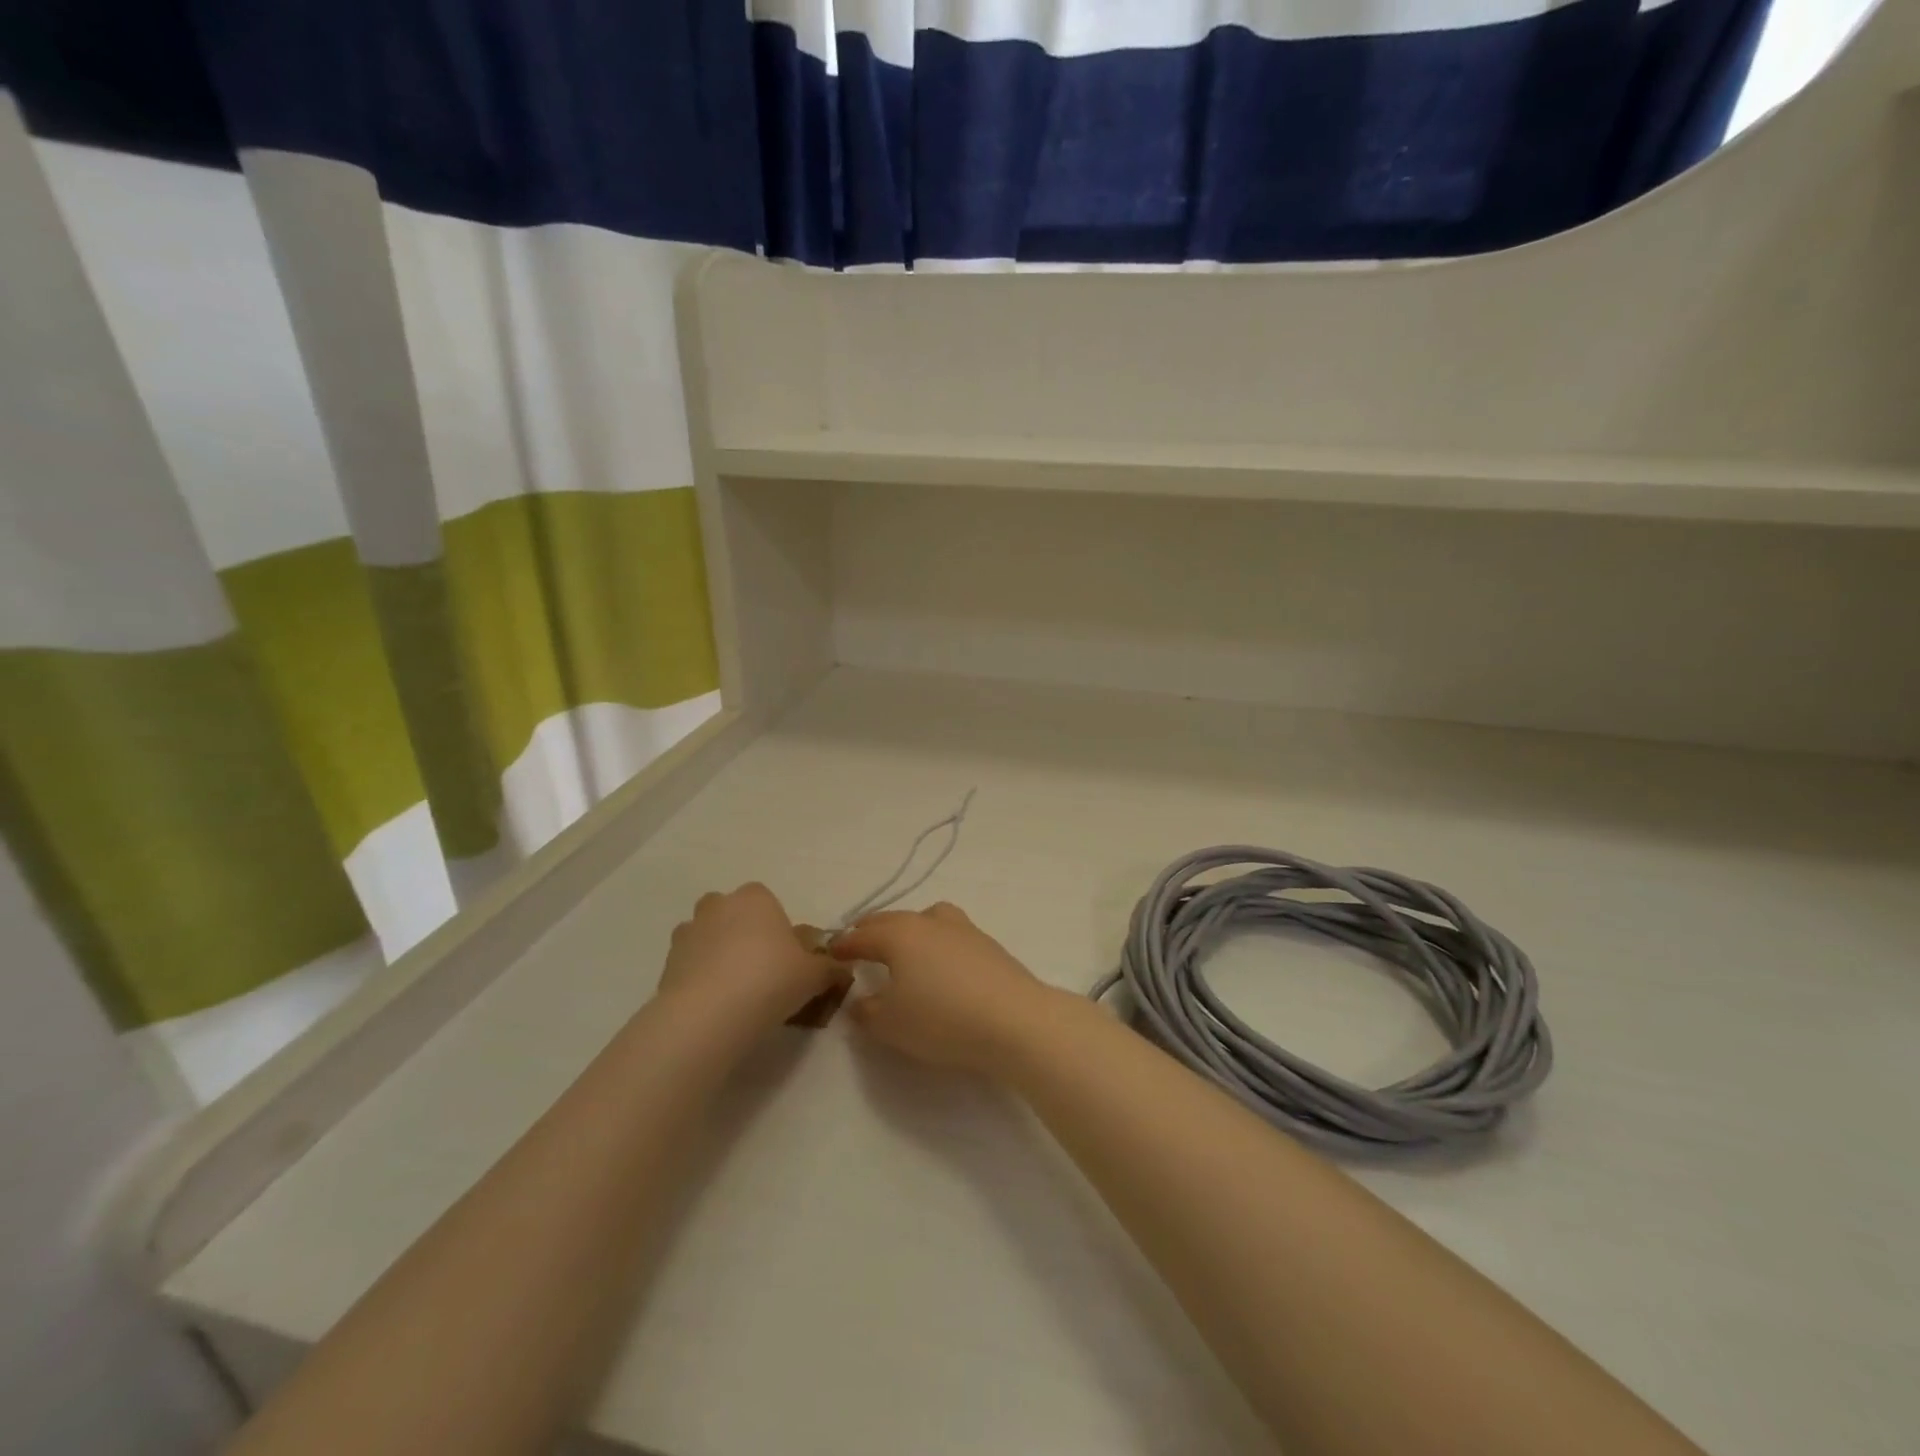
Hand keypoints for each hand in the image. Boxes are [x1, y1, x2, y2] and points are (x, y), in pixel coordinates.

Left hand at [661, 884, 848, 1028]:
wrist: (708, 1016)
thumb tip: (842, 969)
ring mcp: (687, 933)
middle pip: (734, 915)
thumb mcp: (815, 975)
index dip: (779, 929)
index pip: (768, 902)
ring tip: (737, 994)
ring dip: (720, 957)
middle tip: (763, 973)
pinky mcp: (666, 964)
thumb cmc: (770, 980)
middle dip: (745, 936)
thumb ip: (830, 968)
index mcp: (755, 897)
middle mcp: (718, 905)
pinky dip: (701, 980)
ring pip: (709, 939)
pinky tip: (717, 1008)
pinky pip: (691, 966)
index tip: (788, 958)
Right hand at [830, 903, 1063, 1075]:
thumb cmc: (942, 1019)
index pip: (862, 935)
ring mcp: (962, 928)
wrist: (1014, 1019)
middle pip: (892, 920)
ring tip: (902, 948)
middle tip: (859, 943)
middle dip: (872, 930)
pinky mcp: (987, 943)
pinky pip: (949, 934)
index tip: (831, 952)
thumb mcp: (891, 1025)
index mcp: (899, 935)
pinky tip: (939, 964)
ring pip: (925, 919)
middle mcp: (928, 922)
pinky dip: (934, 942)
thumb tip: (860, 1000)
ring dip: (907, 929)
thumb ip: (867, 1011)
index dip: (844, 945)